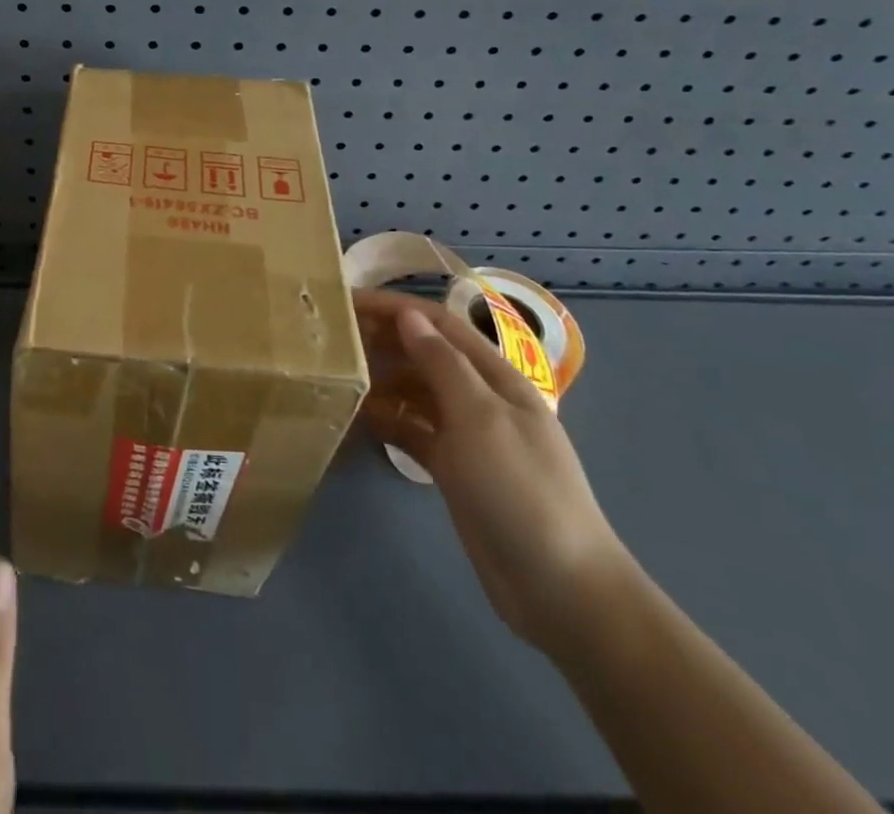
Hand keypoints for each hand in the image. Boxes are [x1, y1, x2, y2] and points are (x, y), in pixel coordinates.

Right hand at [355, 289, 634, 655]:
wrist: (561, 590)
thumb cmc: (521, 490)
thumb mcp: (480, 418)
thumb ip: (442, 363)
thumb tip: (407, 316)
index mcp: (495, 376)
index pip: (439, 324)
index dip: (395, 307)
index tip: (347, 302)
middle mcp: (480, 398)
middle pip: (426, 353)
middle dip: (384, 339)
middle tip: (332, 339)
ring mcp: (468, 436)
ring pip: (417, 392)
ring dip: (382, 379)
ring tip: (338, 376)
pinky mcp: (455, 470)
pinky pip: (414, 431)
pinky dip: (389, 421)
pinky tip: (359, 419)